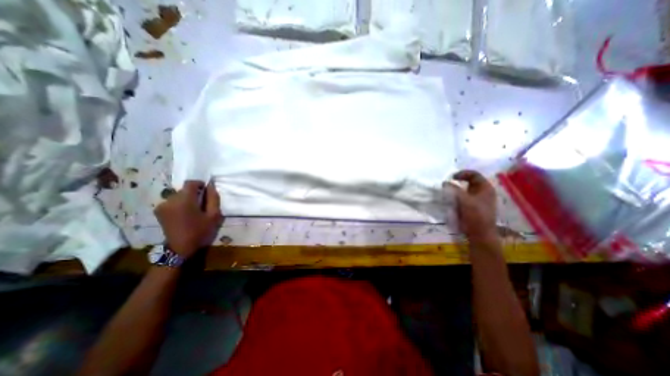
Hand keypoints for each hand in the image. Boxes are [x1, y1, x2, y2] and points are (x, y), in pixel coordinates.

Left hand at [152, 179, 221, 258]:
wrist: (180, 248)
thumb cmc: (200, 231)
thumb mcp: (214, 215)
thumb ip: (213, 198)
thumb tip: (211, 186)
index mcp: (184, 200)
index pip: (191, 183)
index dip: (200, 184)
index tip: (206, 192)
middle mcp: (170, 200)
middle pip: (184, 189)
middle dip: (194, 193)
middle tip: (202, 204)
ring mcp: (162, 206)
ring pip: (178, 195)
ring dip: (187, 199)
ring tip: (193, 210)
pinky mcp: (158, 211)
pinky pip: (172, 201)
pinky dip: (179, 204)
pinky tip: (184, 214)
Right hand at [446, 170, 492, 242]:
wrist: (480, 233)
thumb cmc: (475, 215)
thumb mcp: (464, 200)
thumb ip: (454, 189)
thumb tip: (445, 182)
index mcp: (485, 188)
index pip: (474, 174)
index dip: (462, 173)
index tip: (451, 177)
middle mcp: (483, 192)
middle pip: (470, 181)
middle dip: (459, 181)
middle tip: (448, 183)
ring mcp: (479, 199)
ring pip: (466, 189)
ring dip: (457, 189)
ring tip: (448, 191)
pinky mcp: (473, 206)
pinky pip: (464, 197)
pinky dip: (457, 196)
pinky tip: (451, 199)